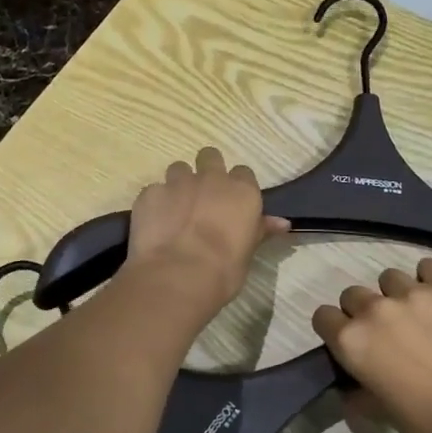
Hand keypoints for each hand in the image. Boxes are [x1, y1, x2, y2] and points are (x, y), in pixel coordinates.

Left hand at [125, 148, 289, 324]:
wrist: (178, 276)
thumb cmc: (223, 270)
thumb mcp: (248, 252)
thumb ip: (260, 230)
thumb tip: (282, 223)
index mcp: (242, 191)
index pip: (243, 173)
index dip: (236, 187)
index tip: (232, 203)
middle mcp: (211, 178)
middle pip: (210, 156)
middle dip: (207, 170)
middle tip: (203, 197)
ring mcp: (177, 183)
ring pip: (178, 168)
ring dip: (179, 184)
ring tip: (176, 210)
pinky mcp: (150, 194)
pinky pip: (153, 191)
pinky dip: (155, 203)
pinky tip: (155, 224)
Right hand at [313, 258, 431, 432]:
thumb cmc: (429, 423)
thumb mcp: (380, 411)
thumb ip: (358, 390)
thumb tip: (352, 385)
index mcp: (351, 340)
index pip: (323, 316)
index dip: (336, 328)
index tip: (353, 341)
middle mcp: (374, 309)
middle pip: (354, 294)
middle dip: (365, 310)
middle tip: (390, 332)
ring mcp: (413, 292)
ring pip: (390, 278)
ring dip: (398, 294)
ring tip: (421, 314)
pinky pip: (428, 266)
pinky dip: (431, 279)